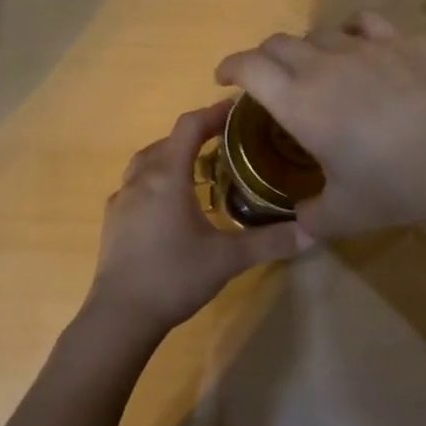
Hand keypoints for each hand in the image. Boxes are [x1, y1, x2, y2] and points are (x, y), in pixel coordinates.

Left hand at [85, 102, 306, 340]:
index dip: (213, 113)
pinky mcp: (113, 218)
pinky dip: (156, 180)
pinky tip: (171, 203)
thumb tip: (313, 231)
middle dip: (196, 135)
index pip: (189, 126)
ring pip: (148, 161)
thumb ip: (270, 242)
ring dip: (173, 156)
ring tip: (200, 169)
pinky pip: (136, 184)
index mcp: (167, 175)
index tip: (237, 110)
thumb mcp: (228, 259)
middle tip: (227, 142)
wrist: (120, 315)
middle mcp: (141, 178)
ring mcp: (122, 198)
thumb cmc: (174, 277)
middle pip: (169, 140)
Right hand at [214, 13, 425, 239]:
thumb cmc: (397, 185)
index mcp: (299, 103)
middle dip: (262, 58)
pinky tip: (353, 44)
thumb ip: (311, 217)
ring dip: (303, 49)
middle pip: (277, 44)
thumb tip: (299, 220)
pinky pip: (361, 22)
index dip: (229, 66)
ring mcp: (361, 49)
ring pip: (316, 33)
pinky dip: (346, 30)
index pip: (249, 67)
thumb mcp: (345, 215)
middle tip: (265, 81)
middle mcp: (322, 66)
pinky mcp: (397, 44)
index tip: (223, 78)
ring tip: (312, 70)